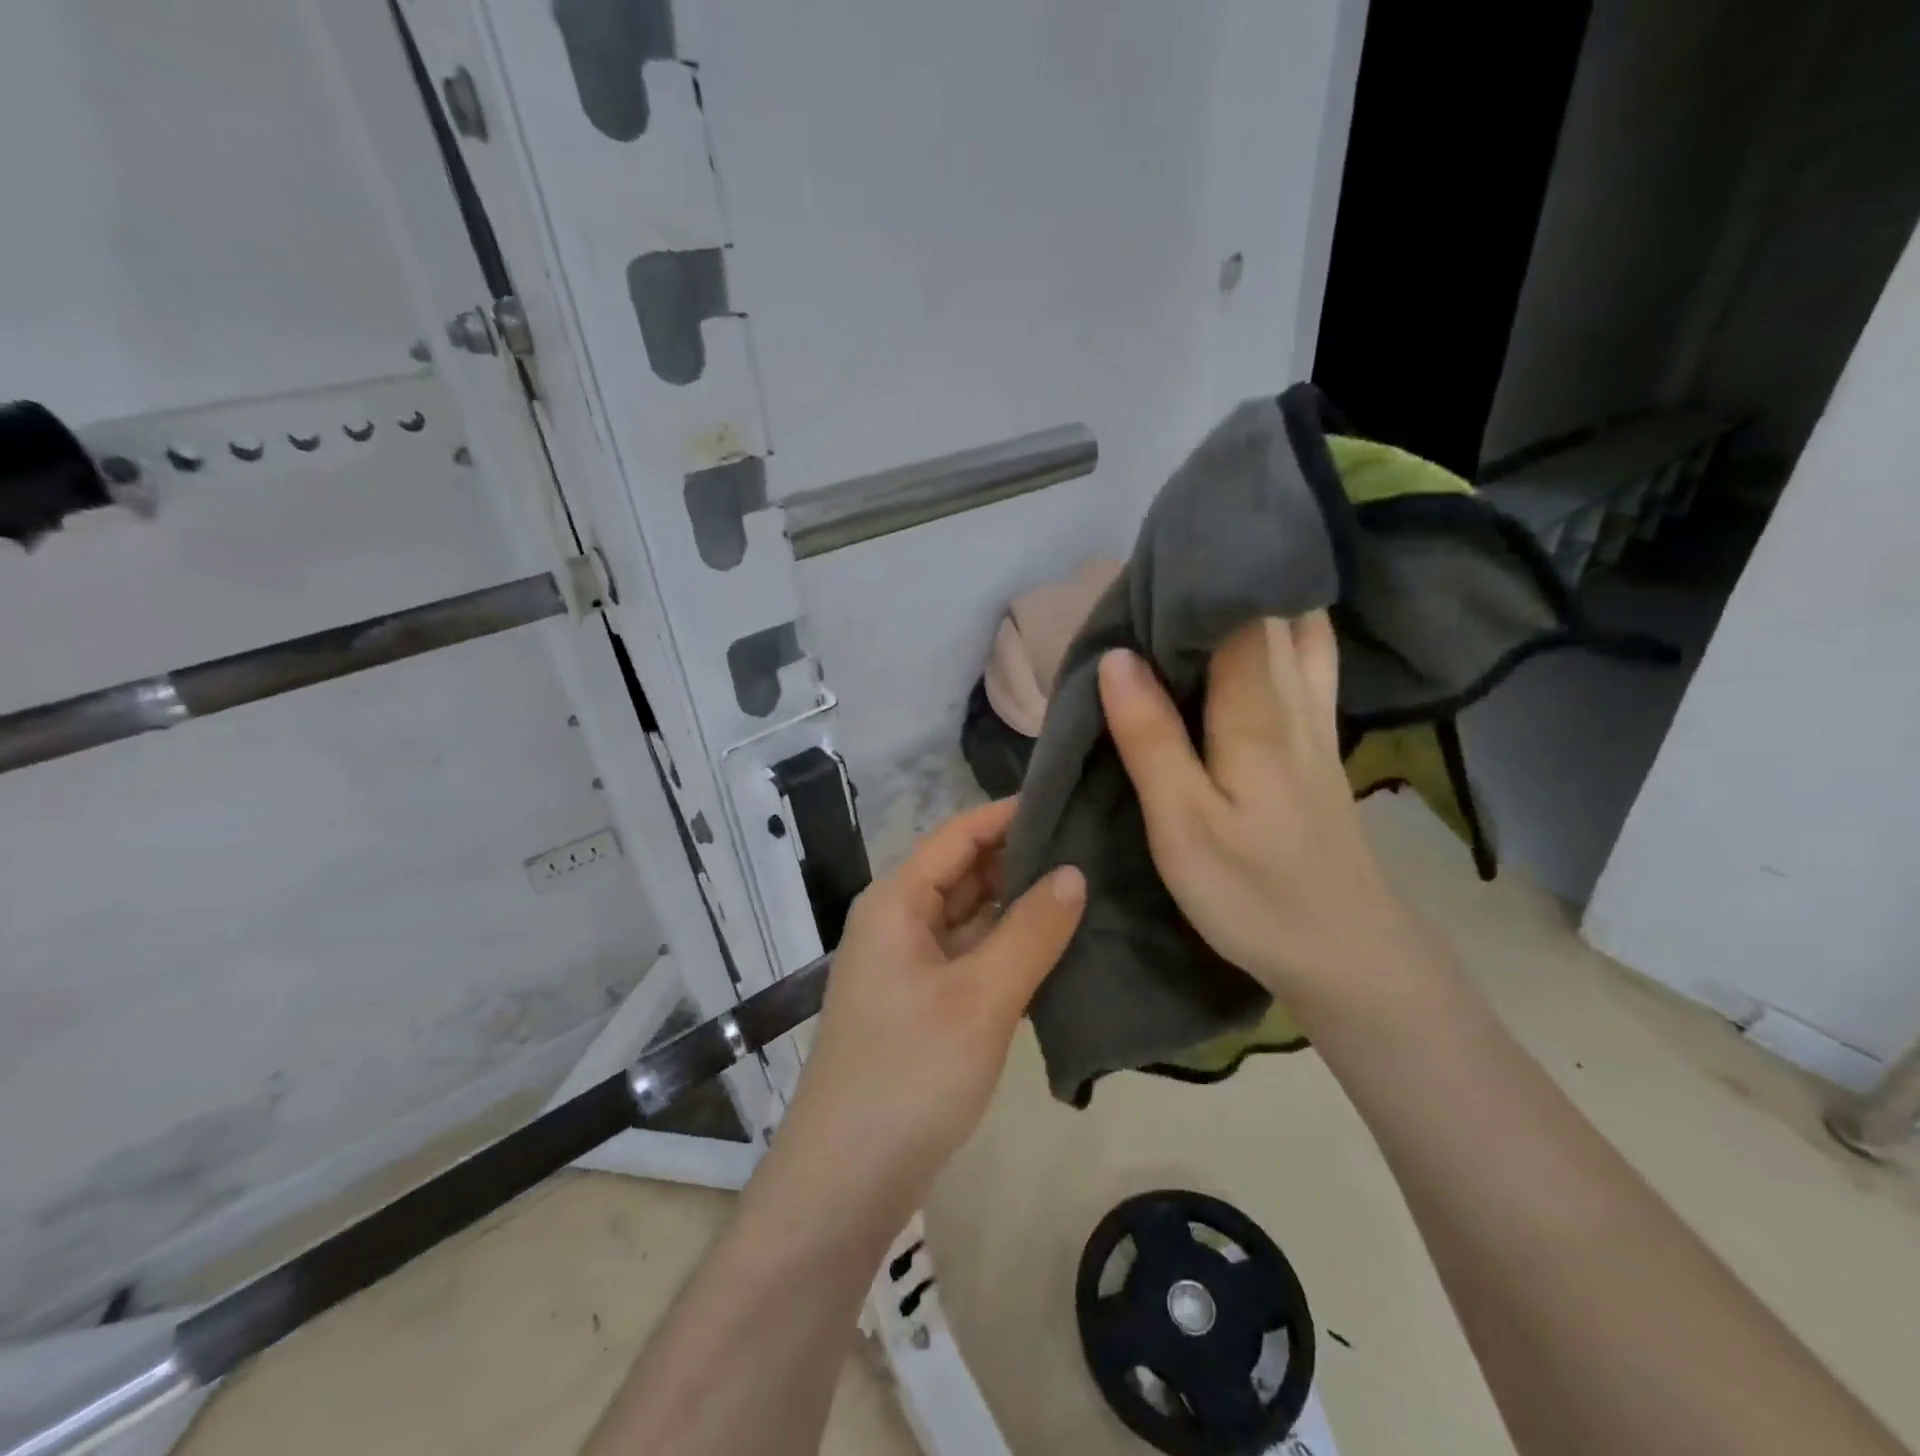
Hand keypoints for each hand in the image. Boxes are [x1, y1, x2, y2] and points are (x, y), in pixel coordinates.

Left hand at [775, 799, 1084, 1214]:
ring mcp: (909, 964)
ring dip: (1018, 903)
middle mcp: (898, 921)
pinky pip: (971, 954)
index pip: (958, 834)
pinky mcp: (923, 1002)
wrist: (847, 1180)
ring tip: (1088, 884)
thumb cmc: (910, 1074)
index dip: (1010, 814)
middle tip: (1093, 844)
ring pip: (970, 915)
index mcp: (897, 901)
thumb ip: (1030, 931)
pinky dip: (1008, 945)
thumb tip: (1074, 872)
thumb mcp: (980, 998)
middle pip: (964, 871)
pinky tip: (1057, 945)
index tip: (1070, 800)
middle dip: (1021, 856)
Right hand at [1097, 612, 1443, 1027]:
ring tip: (1203, 592)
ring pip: (1299, 631)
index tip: (1146, 561)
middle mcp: (1295, 699)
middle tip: (1161, 575)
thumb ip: (1150, 737)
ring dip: (1256, 601)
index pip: (1236, 610)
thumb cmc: (1253, 892)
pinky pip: (1306, 664)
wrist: (1345, 952)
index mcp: (1257, 709)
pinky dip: (1282, 633)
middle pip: (1271, 609)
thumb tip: (1117, 657)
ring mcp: (1316, 722)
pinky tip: (1258, 639)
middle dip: (1222, 580)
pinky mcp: (1321, 747)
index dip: (1195, 576)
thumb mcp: (1183, 823)